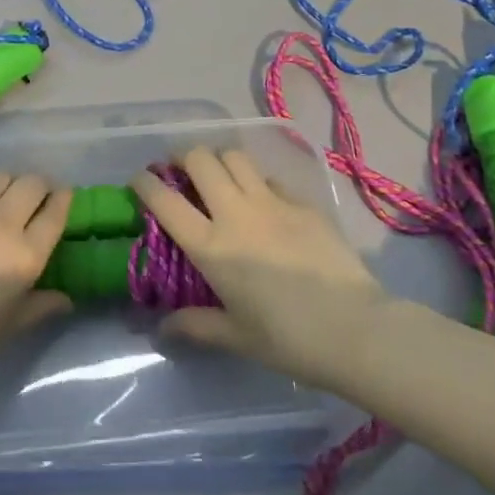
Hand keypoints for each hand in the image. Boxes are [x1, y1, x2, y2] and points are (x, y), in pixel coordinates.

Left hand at [0, 172, 71, 398]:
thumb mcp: (6, 328)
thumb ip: (39, 306)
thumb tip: (65, 298)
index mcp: (24, 255)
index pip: (56, 211)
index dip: (64, 200)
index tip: (63, 200)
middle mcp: (0, 223)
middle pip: (31, 183)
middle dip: (39, 187)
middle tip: (34, 202)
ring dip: (7, 186)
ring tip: (0, 203)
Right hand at [132, 148, 390, 388]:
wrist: (355, 328)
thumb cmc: (288, 339)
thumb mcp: (236, 336)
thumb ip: (196, 326)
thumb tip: (163, 328)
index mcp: (211, 246)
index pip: (165, 200)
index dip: (145, 183)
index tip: (139, 180)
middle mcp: (235, 213)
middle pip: (200, 159)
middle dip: (182, 156)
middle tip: (179, 170)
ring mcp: (272, 202)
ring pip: (235, 156)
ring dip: (219, 159)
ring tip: (218, 175)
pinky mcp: (302, 202)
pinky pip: (270, 178)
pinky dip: (257, 181)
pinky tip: (263, 201)